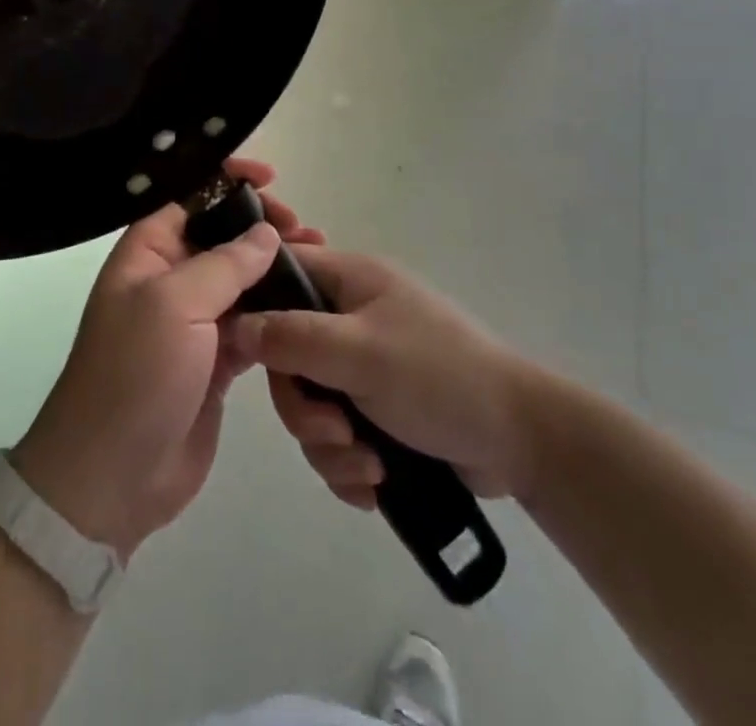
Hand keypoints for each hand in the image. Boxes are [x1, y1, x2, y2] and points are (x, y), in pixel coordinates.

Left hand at [11, 159, 326, 558]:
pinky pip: (251, 322)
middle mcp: (169, 277)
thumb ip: (225, 263)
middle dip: (262, 226)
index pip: (191, 196)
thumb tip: (266, 232)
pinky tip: (308, 307)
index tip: (272, 179)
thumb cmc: (135, 374)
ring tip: (318, 263)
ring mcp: (193, 321)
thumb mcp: (175, 305)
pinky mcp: (215, 360)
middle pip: (221, 234)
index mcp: (148, 251)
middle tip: (306, 233)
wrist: (111, 476)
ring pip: (241, 279)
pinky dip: (277, 311)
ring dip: (275, 268)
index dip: (228, 181)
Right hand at [229, 247, 547, 508]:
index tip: (246, 353)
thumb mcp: (359, 352)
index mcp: (350, 281)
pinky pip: (335, 435)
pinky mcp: (377, 411)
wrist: (520, 441)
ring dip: (329, 445)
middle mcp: (350, 318)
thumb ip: (293, 338)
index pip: (282, 272)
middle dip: (304, 406)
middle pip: (288, 354)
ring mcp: (363, 365)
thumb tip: (235, 325)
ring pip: (310, 403)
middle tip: (334, 431)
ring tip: (368, 466)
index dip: (256, 305)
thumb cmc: (438, 376)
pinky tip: (375, 483)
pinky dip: (348, 464)